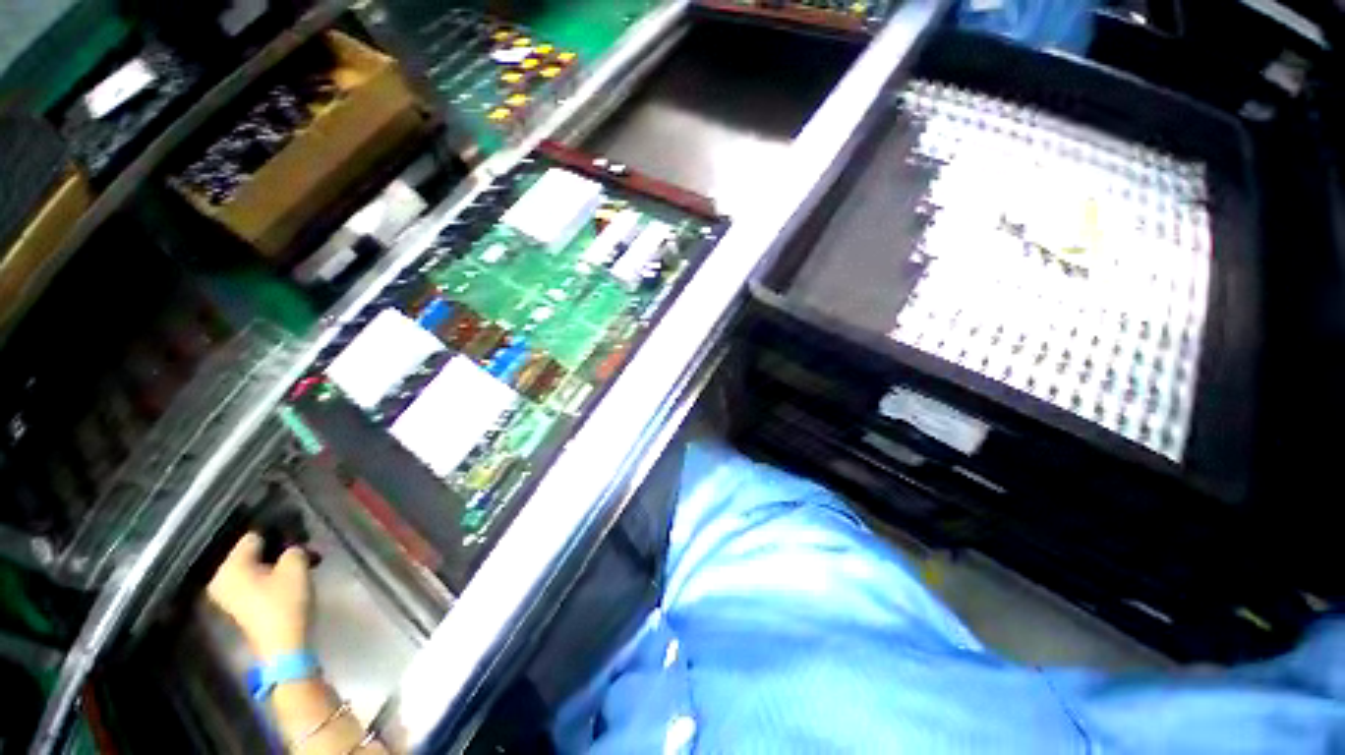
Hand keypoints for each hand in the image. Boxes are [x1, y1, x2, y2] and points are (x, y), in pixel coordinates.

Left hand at [207, 532, 310, 659]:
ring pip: (251, 567)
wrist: (282, 644)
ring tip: (297, 564)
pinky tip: (286, 578)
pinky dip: (268, 576)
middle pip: (249, 552)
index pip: (253, 536)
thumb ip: (293, 548)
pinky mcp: (236, 605)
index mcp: (229, 565)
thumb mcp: (297, 566)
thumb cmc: (285, 602)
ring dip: (273, 563)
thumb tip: (291, 545)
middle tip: (299, 551)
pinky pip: (250, 580)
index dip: (277, 533)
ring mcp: (225, 593)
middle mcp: (220, 576)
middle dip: (274, 549)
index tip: (297, 536)